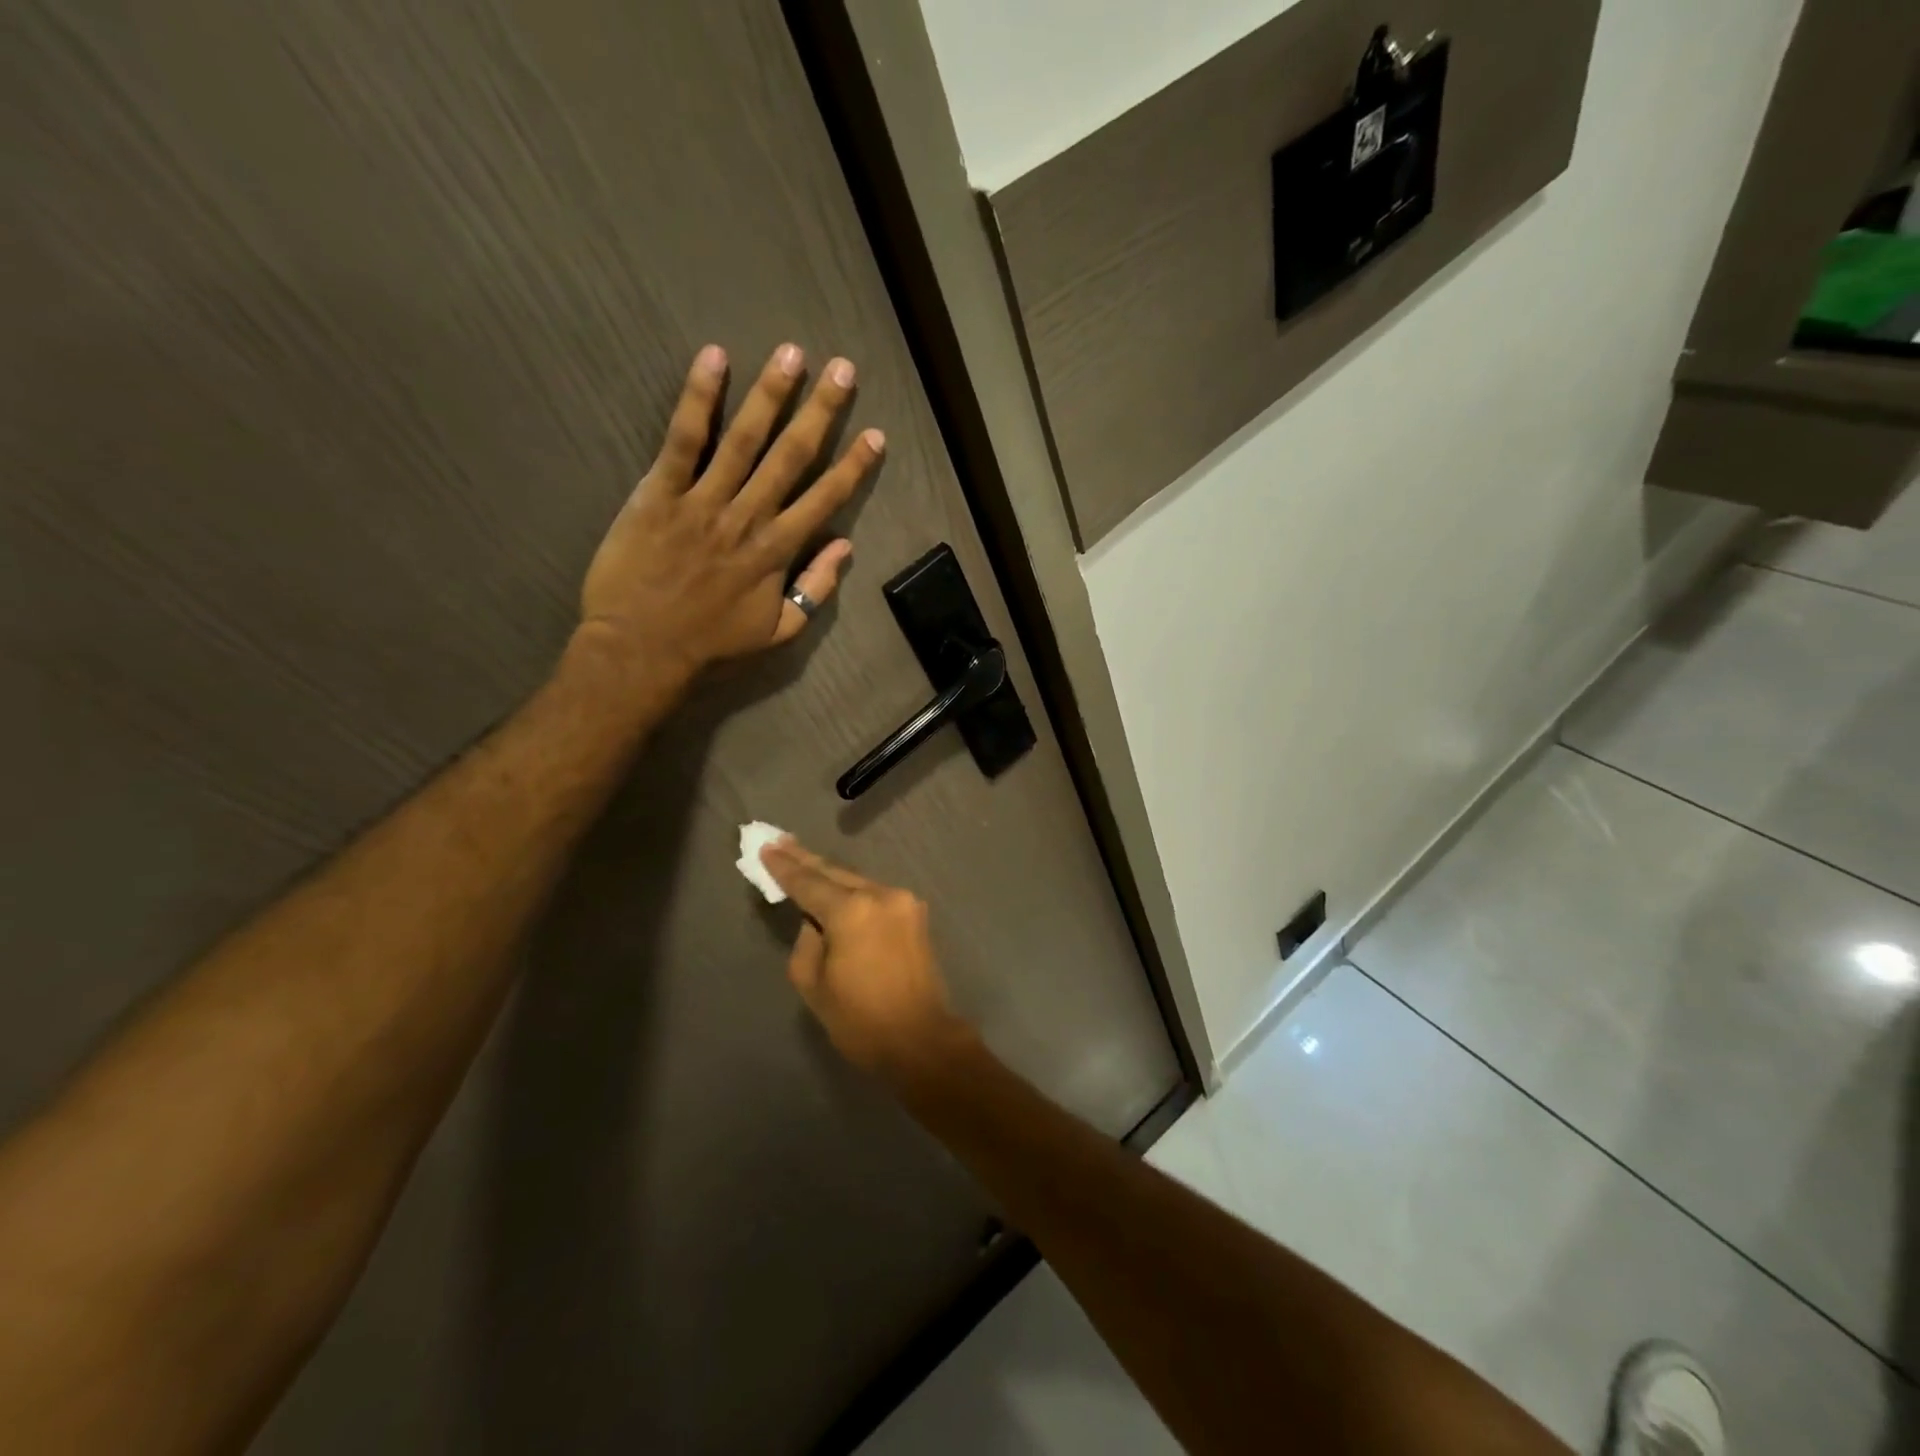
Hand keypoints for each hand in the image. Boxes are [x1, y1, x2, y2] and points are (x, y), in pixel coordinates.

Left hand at [577, 343, 884, 690]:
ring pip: (743, 439)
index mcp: (777, 551)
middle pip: (791, 456)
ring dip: (771, 394)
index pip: (825, 499)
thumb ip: (815, 590)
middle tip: (842, 369)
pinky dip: (698, 398)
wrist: (640, 650)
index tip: (875, 435)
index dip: (853, 466)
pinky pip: (682, 439)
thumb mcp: (777, 632)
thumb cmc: (711, 645)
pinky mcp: (659, 492)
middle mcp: (748, 518)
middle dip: (820, 411)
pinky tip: (714, 359)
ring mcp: (703, 501)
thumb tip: (844, 547)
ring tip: (792, 353)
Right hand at [759, 837, 971, 1077]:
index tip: (765, 848)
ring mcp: (903, 901)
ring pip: (857, 881)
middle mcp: (880, 894)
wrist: (920, 1039)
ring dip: (830, 875)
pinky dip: (852, 893)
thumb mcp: (813, 983)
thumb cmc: (860, 1019)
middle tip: (779, 842)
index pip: (808, 882)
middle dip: (805, 859)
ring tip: (802, 861)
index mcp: (852, 910)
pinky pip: (874, 896)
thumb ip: (806, 941)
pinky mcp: (915, 913)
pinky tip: (835, 890)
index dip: (783, 867)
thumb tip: (816, 921)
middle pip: (835, 872)